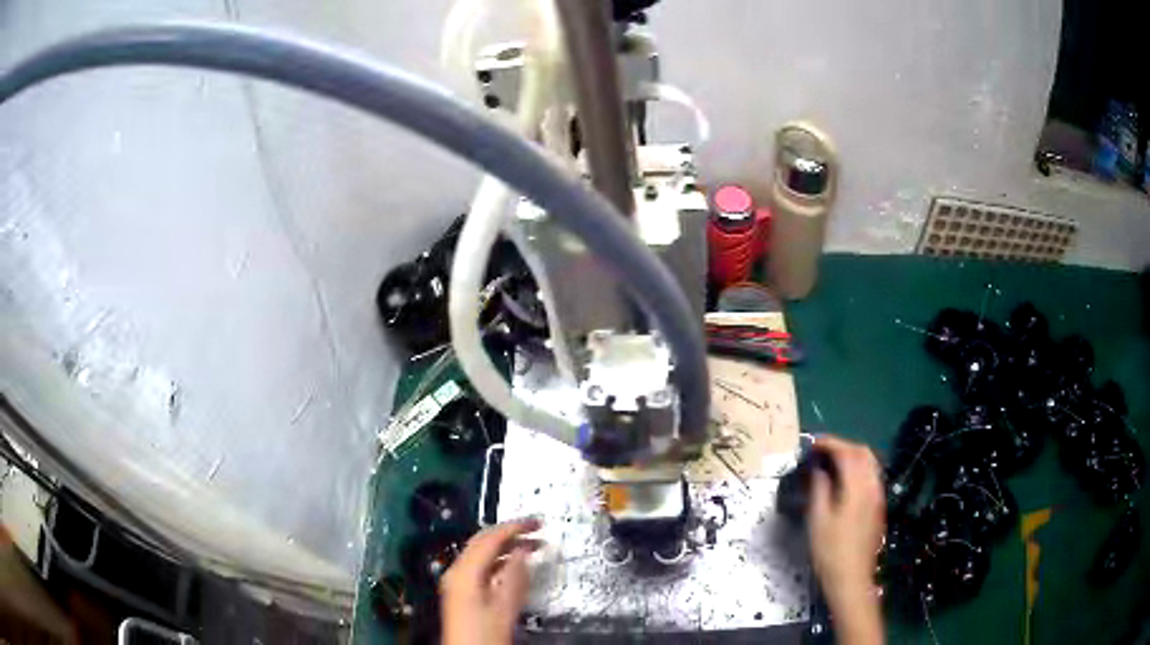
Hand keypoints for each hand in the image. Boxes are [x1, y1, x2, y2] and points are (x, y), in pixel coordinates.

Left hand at [440, 518, 541, 644]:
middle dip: (510, 533)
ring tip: (533, 547)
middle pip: (482, 542)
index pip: (490, 538)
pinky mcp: (462, 591)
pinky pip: (481, 566)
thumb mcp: (505, 606)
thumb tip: (523, 550)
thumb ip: (515, 576)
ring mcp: (457, 581)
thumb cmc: (486, 634)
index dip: (514, 527)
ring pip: (482, 554)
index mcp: (465, 571)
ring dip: (506, 547)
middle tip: (537, 529)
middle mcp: (457, 571)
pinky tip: (516, 566)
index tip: (538, 522)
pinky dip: (499, 561)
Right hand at [808, 435, 884, 643]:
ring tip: (830, 462)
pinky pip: (871, 476)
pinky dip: (858, 468)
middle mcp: (873, 486)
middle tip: (820, 451)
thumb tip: (818, 469)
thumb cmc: (830, 551)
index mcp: (857, 487)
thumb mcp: (817, 520)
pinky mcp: (878, 506)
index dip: (829, 443)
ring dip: (852, 456)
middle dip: (842, 446)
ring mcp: (878, 496)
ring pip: (870, 463)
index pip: (847, 453)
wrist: (852, 579)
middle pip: (863, 452)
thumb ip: (819, 489)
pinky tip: (843, 481)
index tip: (811, 444)